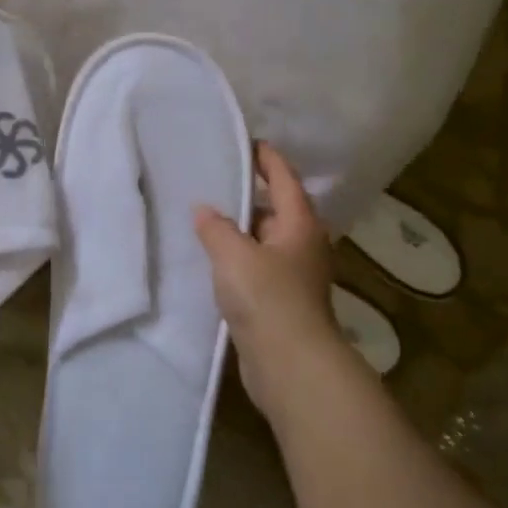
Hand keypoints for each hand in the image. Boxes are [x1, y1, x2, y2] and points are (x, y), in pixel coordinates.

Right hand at [194, 143, 348, 422]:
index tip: (246, 142)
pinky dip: (239, 258)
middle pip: (277, 209)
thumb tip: (204, 210)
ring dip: (242, 230)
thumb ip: (216, 228)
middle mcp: (303, 245)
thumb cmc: (267, 298)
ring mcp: (295, 275)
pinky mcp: (282, 301)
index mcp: (300, 224)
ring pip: (265, 241)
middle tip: (215, 181)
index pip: (284, 178)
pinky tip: (214, 260)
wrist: (290, 364)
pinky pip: (258, 267)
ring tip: (206, 219)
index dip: (267, 158)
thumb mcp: (234, 255)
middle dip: (250, 195)